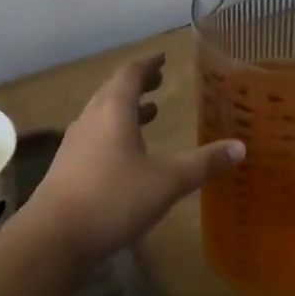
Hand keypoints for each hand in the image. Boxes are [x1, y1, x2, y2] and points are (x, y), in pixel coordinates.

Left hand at [27, 54, 243, 262]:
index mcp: (114, 110)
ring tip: (150, 111)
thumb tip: (240, 147)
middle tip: (159, 80)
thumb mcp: (166, 182)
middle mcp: (91, 118)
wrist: (54, 237)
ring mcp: (76, 142)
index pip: (130, 73)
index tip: (163, 58)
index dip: (148, 64)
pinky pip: (95, 134)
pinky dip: (115, 130)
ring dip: (126, 107)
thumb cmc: (113, 199)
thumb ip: (203, 164)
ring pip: (103, 113)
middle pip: (114, 90)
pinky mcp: (68, 166)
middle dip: (138, 83)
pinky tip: (127, 152)